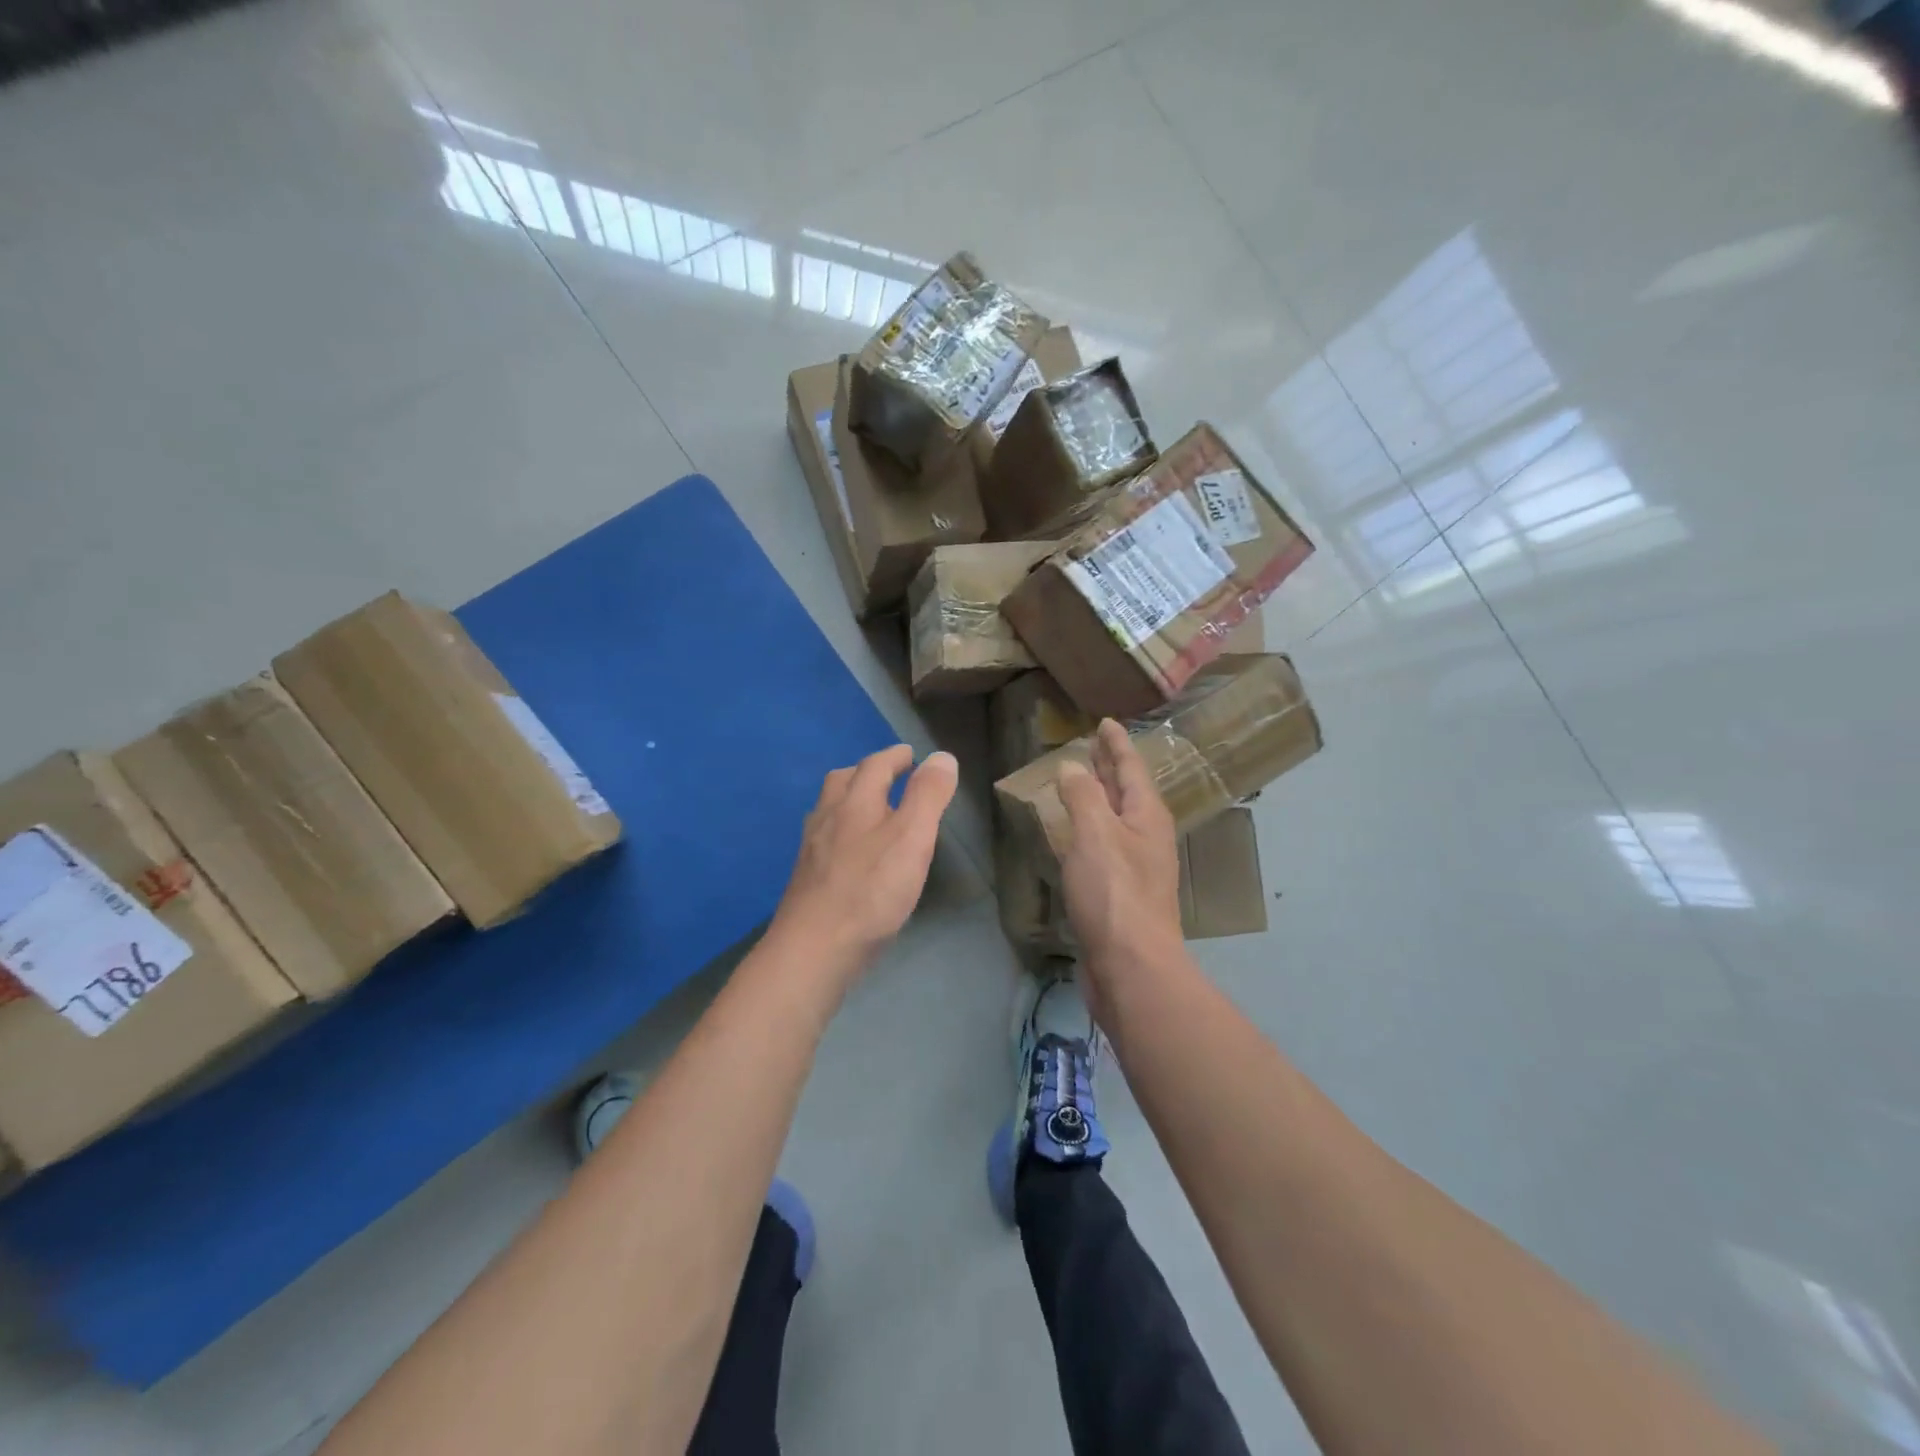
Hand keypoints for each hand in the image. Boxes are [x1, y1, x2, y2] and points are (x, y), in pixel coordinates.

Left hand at [768, 745, 958, 976]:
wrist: (814, 948)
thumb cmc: (871, 890)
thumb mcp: (912, 837)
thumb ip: (928, 795)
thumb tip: (941, 756)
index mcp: (855, 802)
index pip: (875, 765)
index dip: (895, 757)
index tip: (910, 754)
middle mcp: (827, 817)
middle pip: (843, 781)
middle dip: (867, 772)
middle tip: (889, 775)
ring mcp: (812, 848)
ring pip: (829, 809)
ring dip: (850, 799)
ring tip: (871, 809)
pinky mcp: (806, 877)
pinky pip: (824, 838)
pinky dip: (842, 830)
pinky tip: (852, 853)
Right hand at [1057, 720, 1183, 971]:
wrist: (1131, 967)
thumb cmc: (1115, 893)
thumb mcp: (1095, 834)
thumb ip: (1084, 796)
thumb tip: (1074, 766)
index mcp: (1147, 816)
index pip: (1131, 767)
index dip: (1116, 743)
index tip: (1105, 722)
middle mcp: (1146, 836)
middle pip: (1127, 791)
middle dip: (1110, 767)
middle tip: (1091, 745)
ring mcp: (1136, 866)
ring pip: (1115, 819)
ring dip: (1099, 798)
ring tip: (1079, 783)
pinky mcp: (1120, 892)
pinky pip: (1104, 846)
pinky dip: (1089, 829)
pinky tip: (1073, 835)